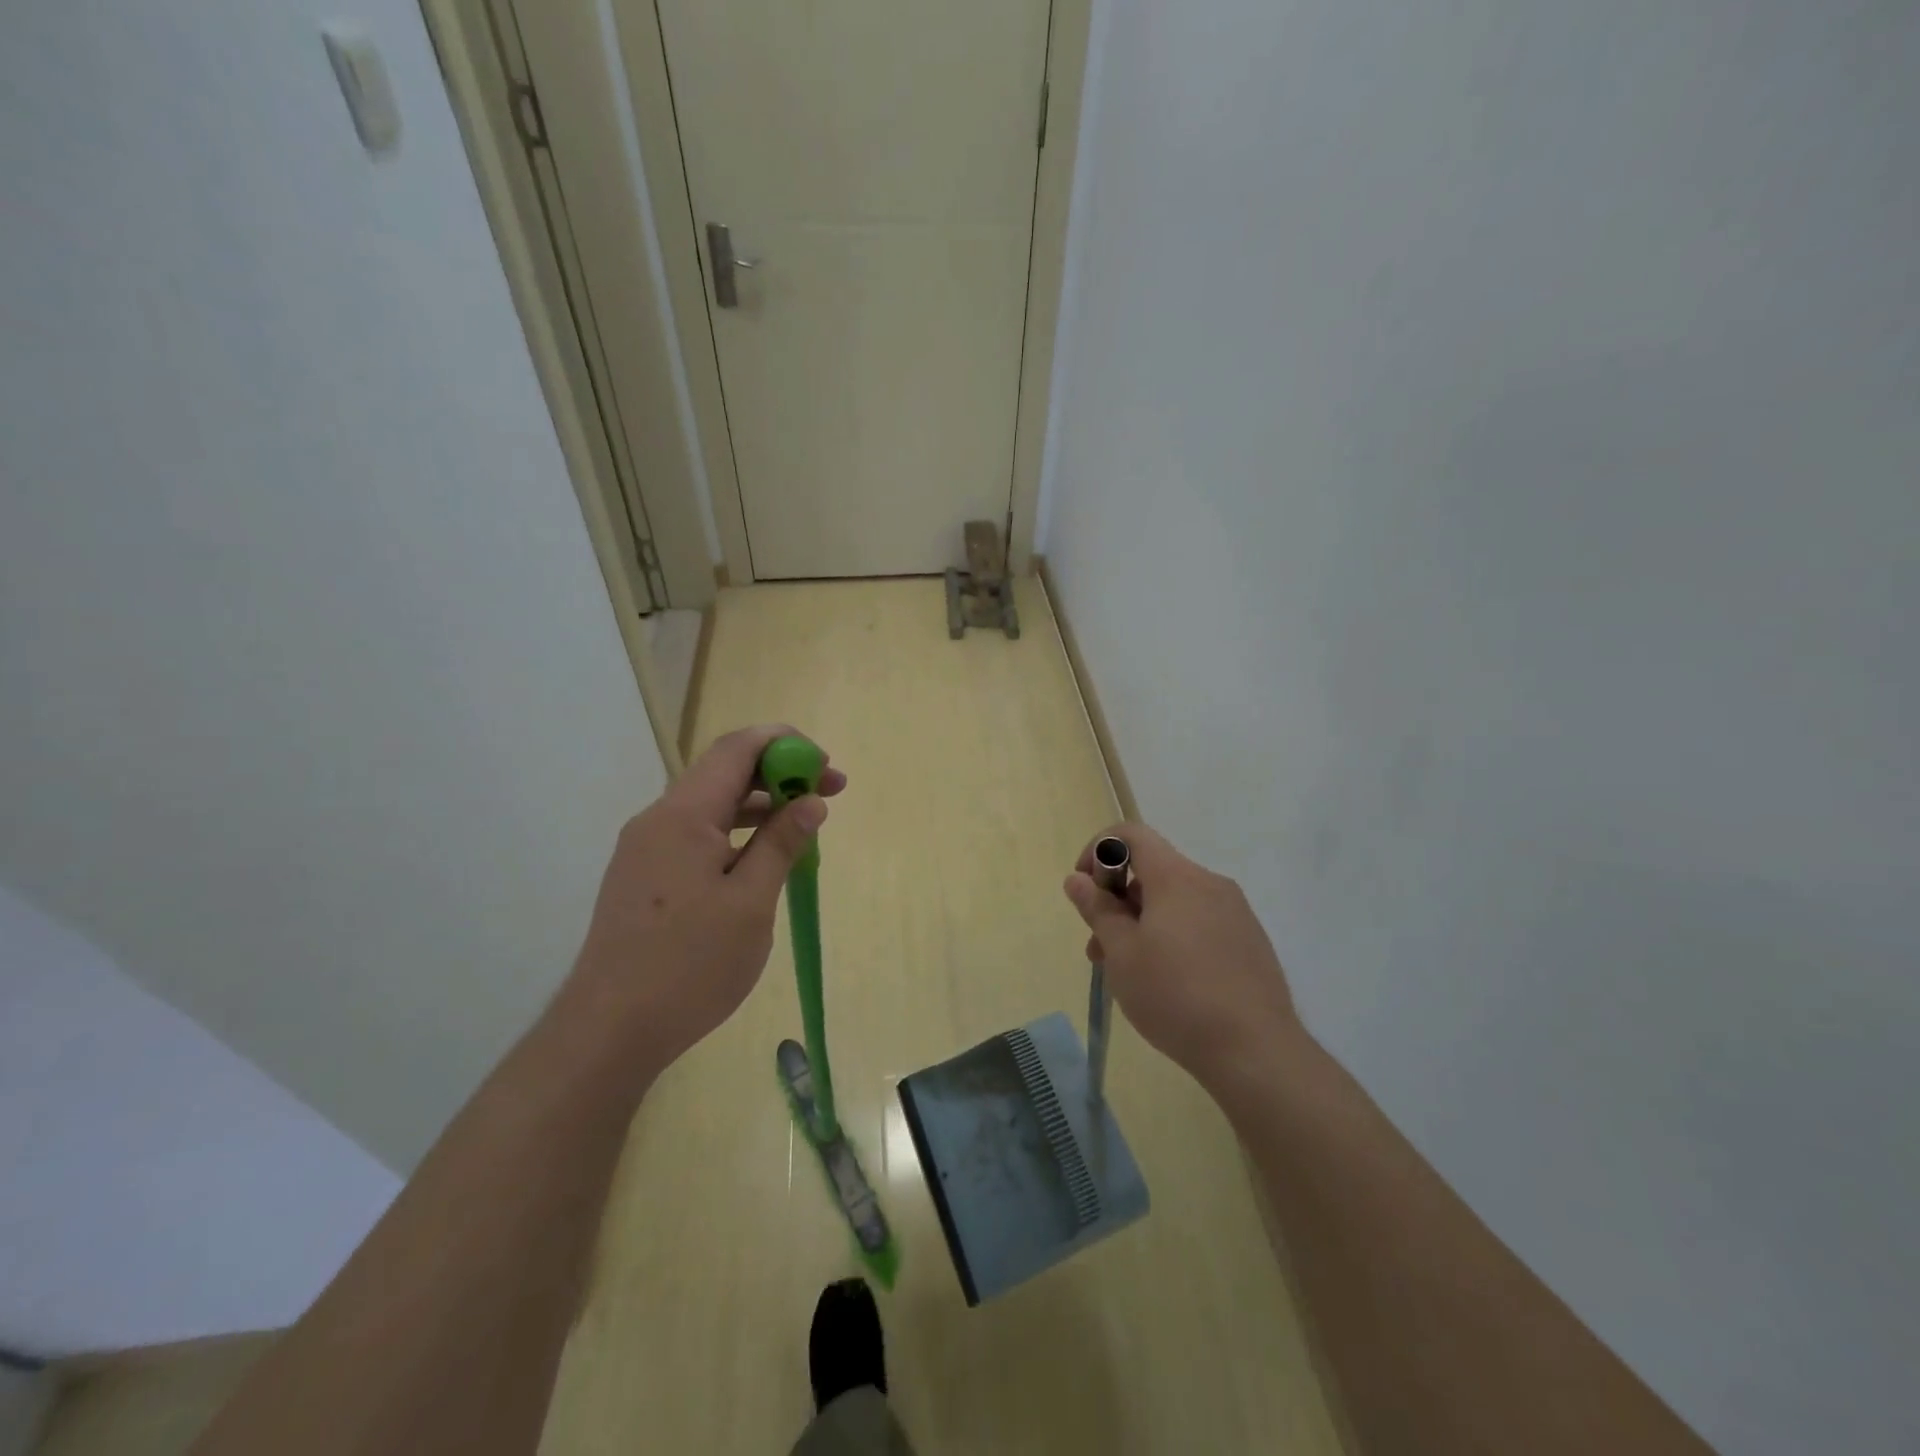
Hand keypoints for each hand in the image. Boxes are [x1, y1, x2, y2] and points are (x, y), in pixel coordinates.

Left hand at [566, 725, 846, 1076]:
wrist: (609, 1029)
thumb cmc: (690, 964)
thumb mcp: (751, 902)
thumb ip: (781, 843)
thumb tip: (811, 802)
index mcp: (683, 815)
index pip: (737, 748)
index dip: (786, 744)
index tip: (826, 767)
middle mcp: (658, 819)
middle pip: (723, 772)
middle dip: (779, 774)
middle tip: (828, 795)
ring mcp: (646, 848)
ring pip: (710, 805)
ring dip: (759, 805)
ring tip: (803, 826)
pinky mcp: (643, 875)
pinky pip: (696, 834)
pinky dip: (735, 832)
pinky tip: (761, 859)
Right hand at [1063, 825, 1300, 1094]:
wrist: (1255, 1051)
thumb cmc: (1175, 995)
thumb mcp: (1121, 953)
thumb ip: (1097, 909)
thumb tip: (1077, 879)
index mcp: (1177, 877)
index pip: (1131, 834)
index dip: (1099, 849)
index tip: (1084, 887)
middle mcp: (1209, 883)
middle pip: (1152, 872)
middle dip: (1118, 900)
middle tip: (1099, 948)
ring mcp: (1235, 912)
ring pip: (1175, 901)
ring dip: (1143, 923)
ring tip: (1128, 973)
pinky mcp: (1249, 941)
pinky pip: (1200, 922)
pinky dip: (1173, 936)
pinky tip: (1169, 983)